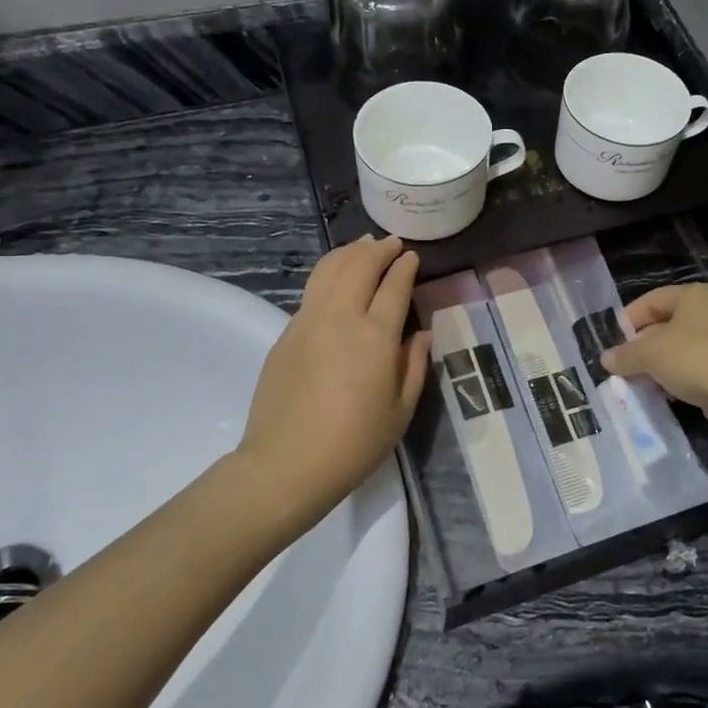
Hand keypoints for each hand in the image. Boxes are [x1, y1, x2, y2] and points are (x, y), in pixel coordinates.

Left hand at [236, 237, 431, 535]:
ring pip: (328, 270)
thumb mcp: (400, 411)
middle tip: (391, 244)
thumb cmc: (354, 444)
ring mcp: (308, 322)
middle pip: (359, 266)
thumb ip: (415, 366)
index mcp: (375, 336)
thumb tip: (422, 334)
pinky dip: (329, 275)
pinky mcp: (285, 334)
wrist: (286, 463)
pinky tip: (336, 281)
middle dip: (377, 250)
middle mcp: (341, 317)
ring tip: (362, 247)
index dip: (404, 268)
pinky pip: (311, 292)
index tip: (412, 256)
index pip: (393, 286)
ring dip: (349, 253)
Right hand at [600, 282, 707, 428]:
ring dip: (659, 365)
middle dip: (643, 345)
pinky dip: (679, 377)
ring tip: (640, 383)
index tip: (613, 342)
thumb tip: (606, 359)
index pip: (653, 299)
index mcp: (694, 295)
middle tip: (624, 365)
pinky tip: (665, 394)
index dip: (629, 319)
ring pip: (682, 348)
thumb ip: (626, 354)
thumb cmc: (694, 358)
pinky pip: (697, 367)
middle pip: (667, 324)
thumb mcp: (650, 354)